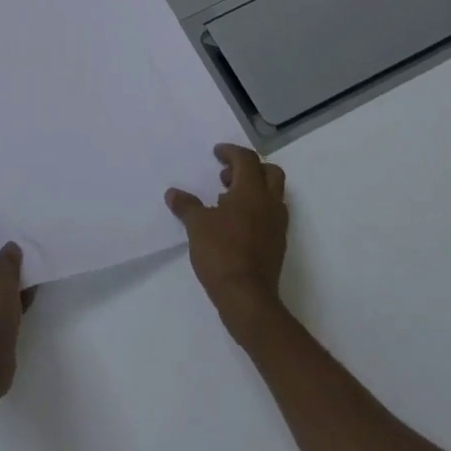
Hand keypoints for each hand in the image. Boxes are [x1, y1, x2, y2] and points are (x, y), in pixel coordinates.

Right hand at [166, 144, 288, 342]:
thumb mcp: (196, 226)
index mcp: (251, 192)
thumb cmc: (221, 253)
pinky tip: (235, 224)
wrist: (247, 298)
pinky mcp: (278, 245)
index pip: (247, 159)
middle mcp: (269, 204)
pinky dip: (256, 210)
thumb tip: (173, 193)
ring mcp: (277, 226)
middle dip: (249, 168)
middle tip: (226, 177)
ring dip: (253, 190)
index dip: (231, 152)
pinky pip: (271, 215)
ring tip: (226, 201)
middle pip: (269, 172)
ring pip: (273, 194)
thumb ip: (186, 206)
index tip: (216, 154)